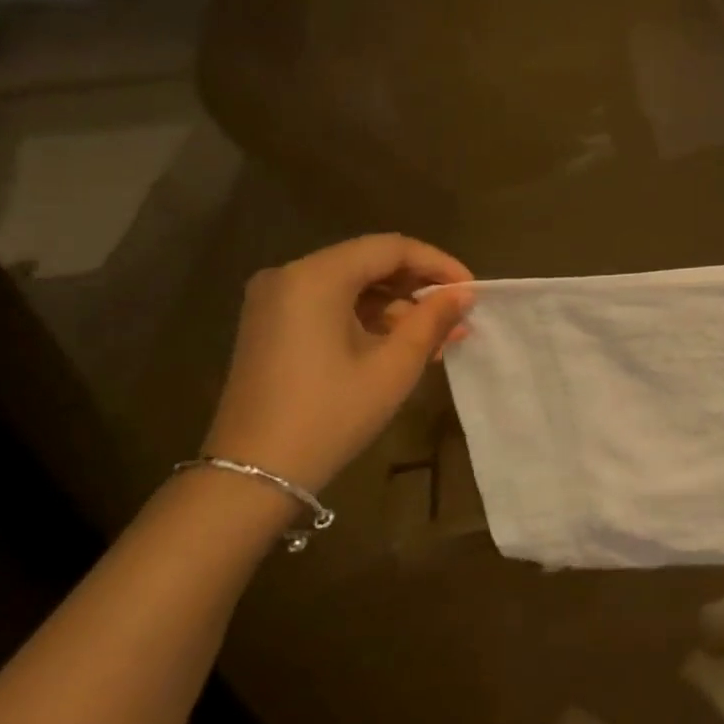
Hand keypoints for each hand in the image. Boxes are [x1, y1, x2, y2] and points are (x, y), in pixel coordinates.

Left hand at [201, 236, 474, 491]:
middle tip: (457, 314)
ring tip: (437, 337)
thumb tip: (463, 294)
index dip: (438, 263)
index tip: (471, 289)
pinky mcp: (270, 326)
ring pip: (352, 285)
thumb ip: (432, 320)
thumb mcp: (393, 367)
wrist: (253, 476)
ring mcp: (275, 301)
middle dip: (418, 287)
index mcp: (316, 277)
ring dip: (396, 306)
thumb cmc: (330, 415)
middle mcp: (289, 276)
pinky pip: (330, 305)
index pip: (391, 248)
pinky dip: (367, 318)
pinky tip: (401, 345)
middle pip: (369, 262)